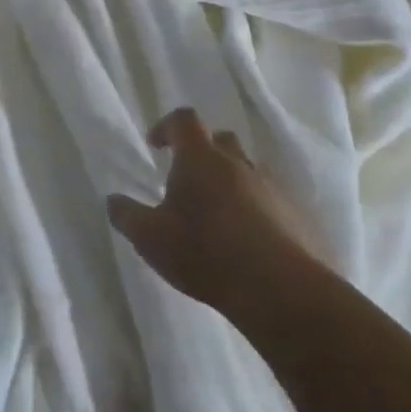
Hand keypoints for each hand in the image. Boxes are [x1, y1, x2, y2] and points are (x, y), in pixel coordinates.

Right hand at [108, 108, 314, 320]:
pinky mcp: (298, 215)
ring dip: (232, 182)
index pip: (184, 120)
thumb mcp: (151, 239)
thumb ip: (127, 216)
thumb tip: (112, 200)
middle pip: (220, 140)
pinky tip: (250, 242)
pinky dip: (258, 210)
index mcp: (200, 158)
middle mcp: (238, 162)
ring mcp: (272, 187)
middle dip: (203, 153)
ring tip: (220, 216)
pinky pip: (273, 201)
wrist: (281, 291)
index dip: (167, 126)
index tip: (156, 145)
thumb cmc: (206, 253)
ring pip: (248, 170)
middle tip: (190, 182)